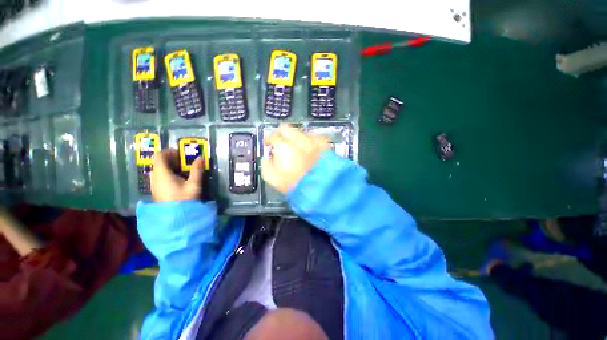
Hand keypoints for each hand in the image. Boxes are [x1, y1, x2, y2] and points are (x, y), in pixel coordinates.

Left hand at [150, 149, 203, 201]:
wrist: (176, 218)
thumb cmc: (185, 199)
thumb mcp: (194, 184)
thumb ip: (197, 170)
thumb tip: (201, 157)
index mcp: (162, 174)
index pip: (160, 156)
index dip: (169, 152)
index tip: (181, 153)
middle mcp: (154, 178)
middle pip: (158, 163)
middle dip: (170, 159)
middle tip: (183, 160)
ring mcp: (154, 185)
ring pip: (158, 170)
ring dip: (168, 166)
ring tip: (182, 169)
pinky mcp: (157, 191)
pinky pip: (159, 177)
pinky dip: (167, 173)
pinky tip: (178, 179)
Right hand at [261, 124, 329, 193]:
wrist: (320, 190)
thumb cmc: (295, 186)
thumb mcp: (273, 179)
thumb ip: (266, 164)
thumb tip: (267, 157)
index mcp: (285, 147)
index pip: (273, 136)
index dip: (269, 139)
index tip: (269, 144)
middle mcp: (300, 140)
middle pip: (286, 128)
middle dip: (281, 134)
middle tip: (281, 143)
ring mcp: (313, 141)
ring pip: (301, 131)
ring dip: (296, 138)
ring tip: (297, 148)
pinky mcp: (324, 144)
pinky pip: (314, 137)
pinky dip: (310, 141)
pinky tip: (310, 149)